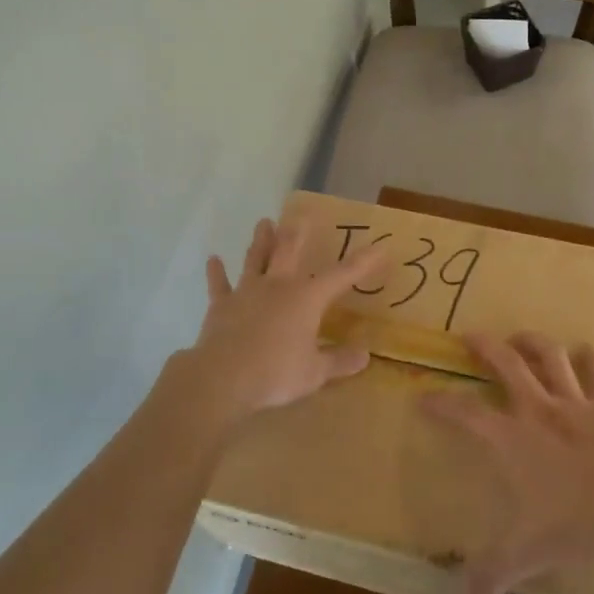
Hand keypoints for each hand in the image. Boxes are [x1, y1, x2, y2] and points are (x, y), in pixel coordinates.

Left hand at [160, 219, 386, 429]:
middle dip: (298, 232)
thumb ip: (339, 362)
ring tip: (264, 223)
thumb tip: (365, 356)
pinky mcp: (222, 305)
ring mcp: (247, 292)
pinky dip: (217, 272)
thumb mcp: (315, 373)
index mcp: (307, 298)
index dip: (363, 261)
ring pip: (256, 259)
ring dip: (261, 241)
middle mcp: (278, 285)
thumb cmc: (276, 373)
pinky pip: (219, 284)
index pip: (342, 275)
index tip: (380, 246)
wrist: (223, 378)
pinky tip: (213, 259)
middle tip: (303, 215)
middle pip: (289, 251)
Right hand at [423, 333, 593, 593]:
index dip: (441, 403)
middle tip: (470, 336)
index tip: (423, 397)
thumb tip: (465, 592)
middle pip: (506, 364)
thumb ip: (493, 570)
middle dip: (484, 346)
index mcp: (510, 439)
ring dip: (533, 342)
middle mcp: (537, 409)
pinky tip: (583, 352)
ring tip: (521, 337)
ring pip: (549, 356)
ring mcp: (574, 402)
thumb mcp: (526, 553)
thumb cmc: (572, 523)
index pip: (465, 413)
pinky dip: (588, 359)